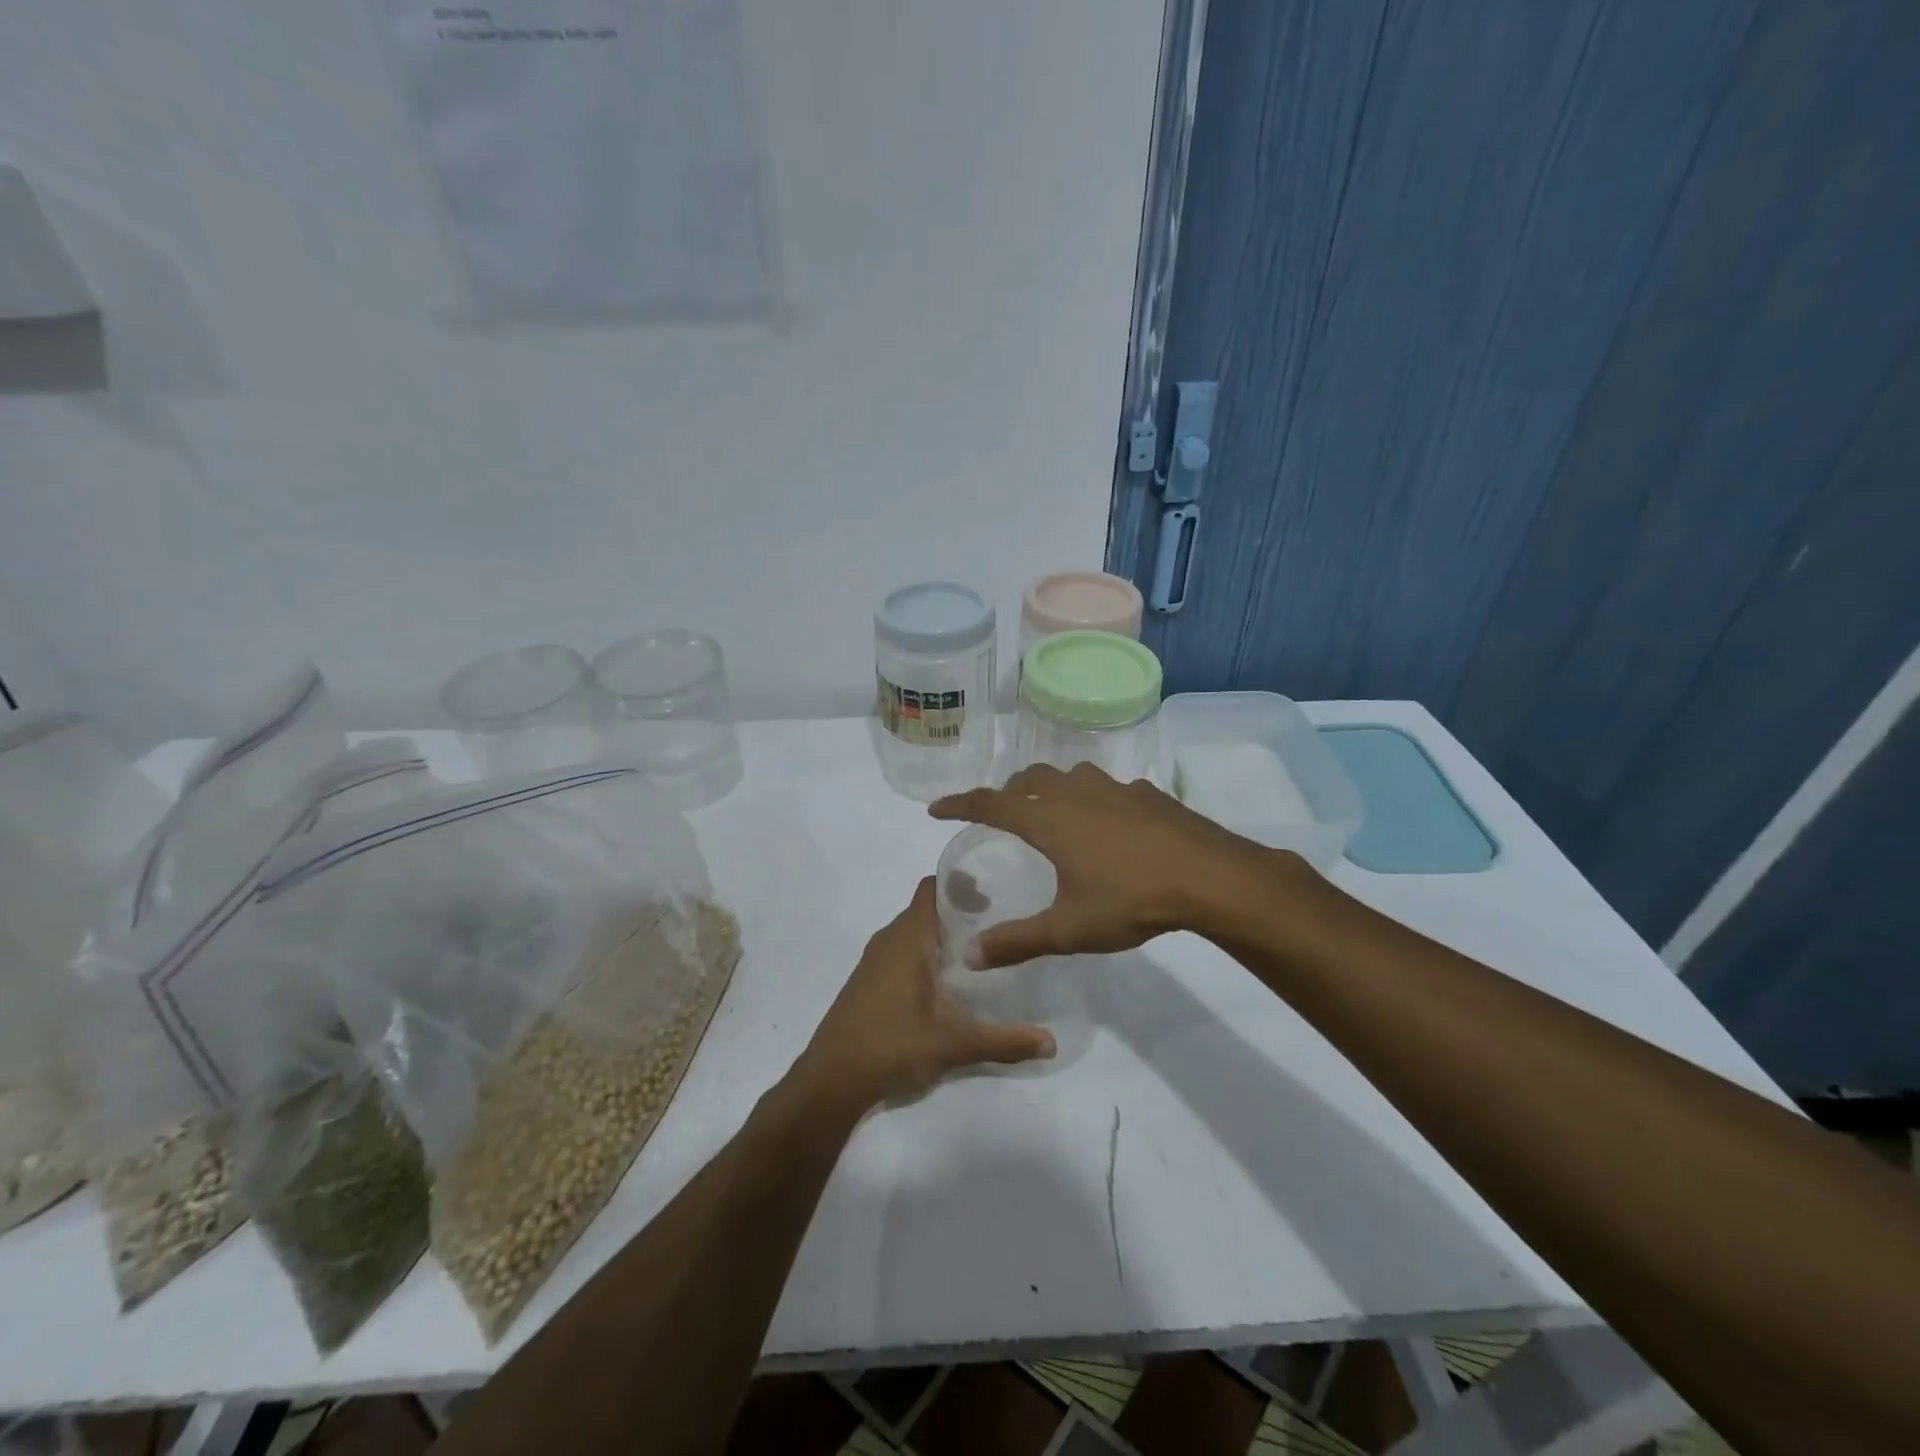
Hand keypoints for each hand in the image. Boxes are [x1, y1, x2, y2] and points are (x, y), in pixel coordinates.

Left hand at [793, 878, 1055, 1111]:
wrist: (831, 1080)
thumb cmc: (893, 1046)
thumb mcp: (955, 1044)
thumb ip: (1005, 1041)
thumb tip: (1052, 1043)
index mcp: (908, 939)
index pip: (932, 888)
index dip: (960, 884)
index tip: (993, 894)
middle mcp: (889, 940)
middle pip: (925, 909)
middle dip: (959, 912)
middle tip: (997, 925)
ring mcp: (873, 962)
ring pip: (912, 933)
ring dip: (940, 935)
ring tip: (977, 952)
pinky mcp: (867, 982)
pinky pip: (900, 952)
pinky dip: (923, 954)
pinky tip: (944, 982)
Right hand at [930, 762, 1279, 967]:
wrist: (1210, 877)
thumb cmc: (1131, 900)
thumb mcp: (1069, 929)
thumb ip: (1016, 942)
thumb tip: (968, 957)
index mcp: (1049, 820)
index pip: (990, 803)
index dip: (960, 804)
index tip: (936, 809)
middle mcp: (1075, 794)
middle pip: (1029, 780)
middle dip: (1006, 792)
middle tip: (998, 813)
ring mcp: (1114, 789)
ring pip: (1069, 777)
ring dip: (1049, 788)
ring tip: (1050, 811)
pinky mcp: (1146, 794)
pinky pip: (1106, 788)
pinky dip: (1091, 798)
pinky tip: (1107, 823)